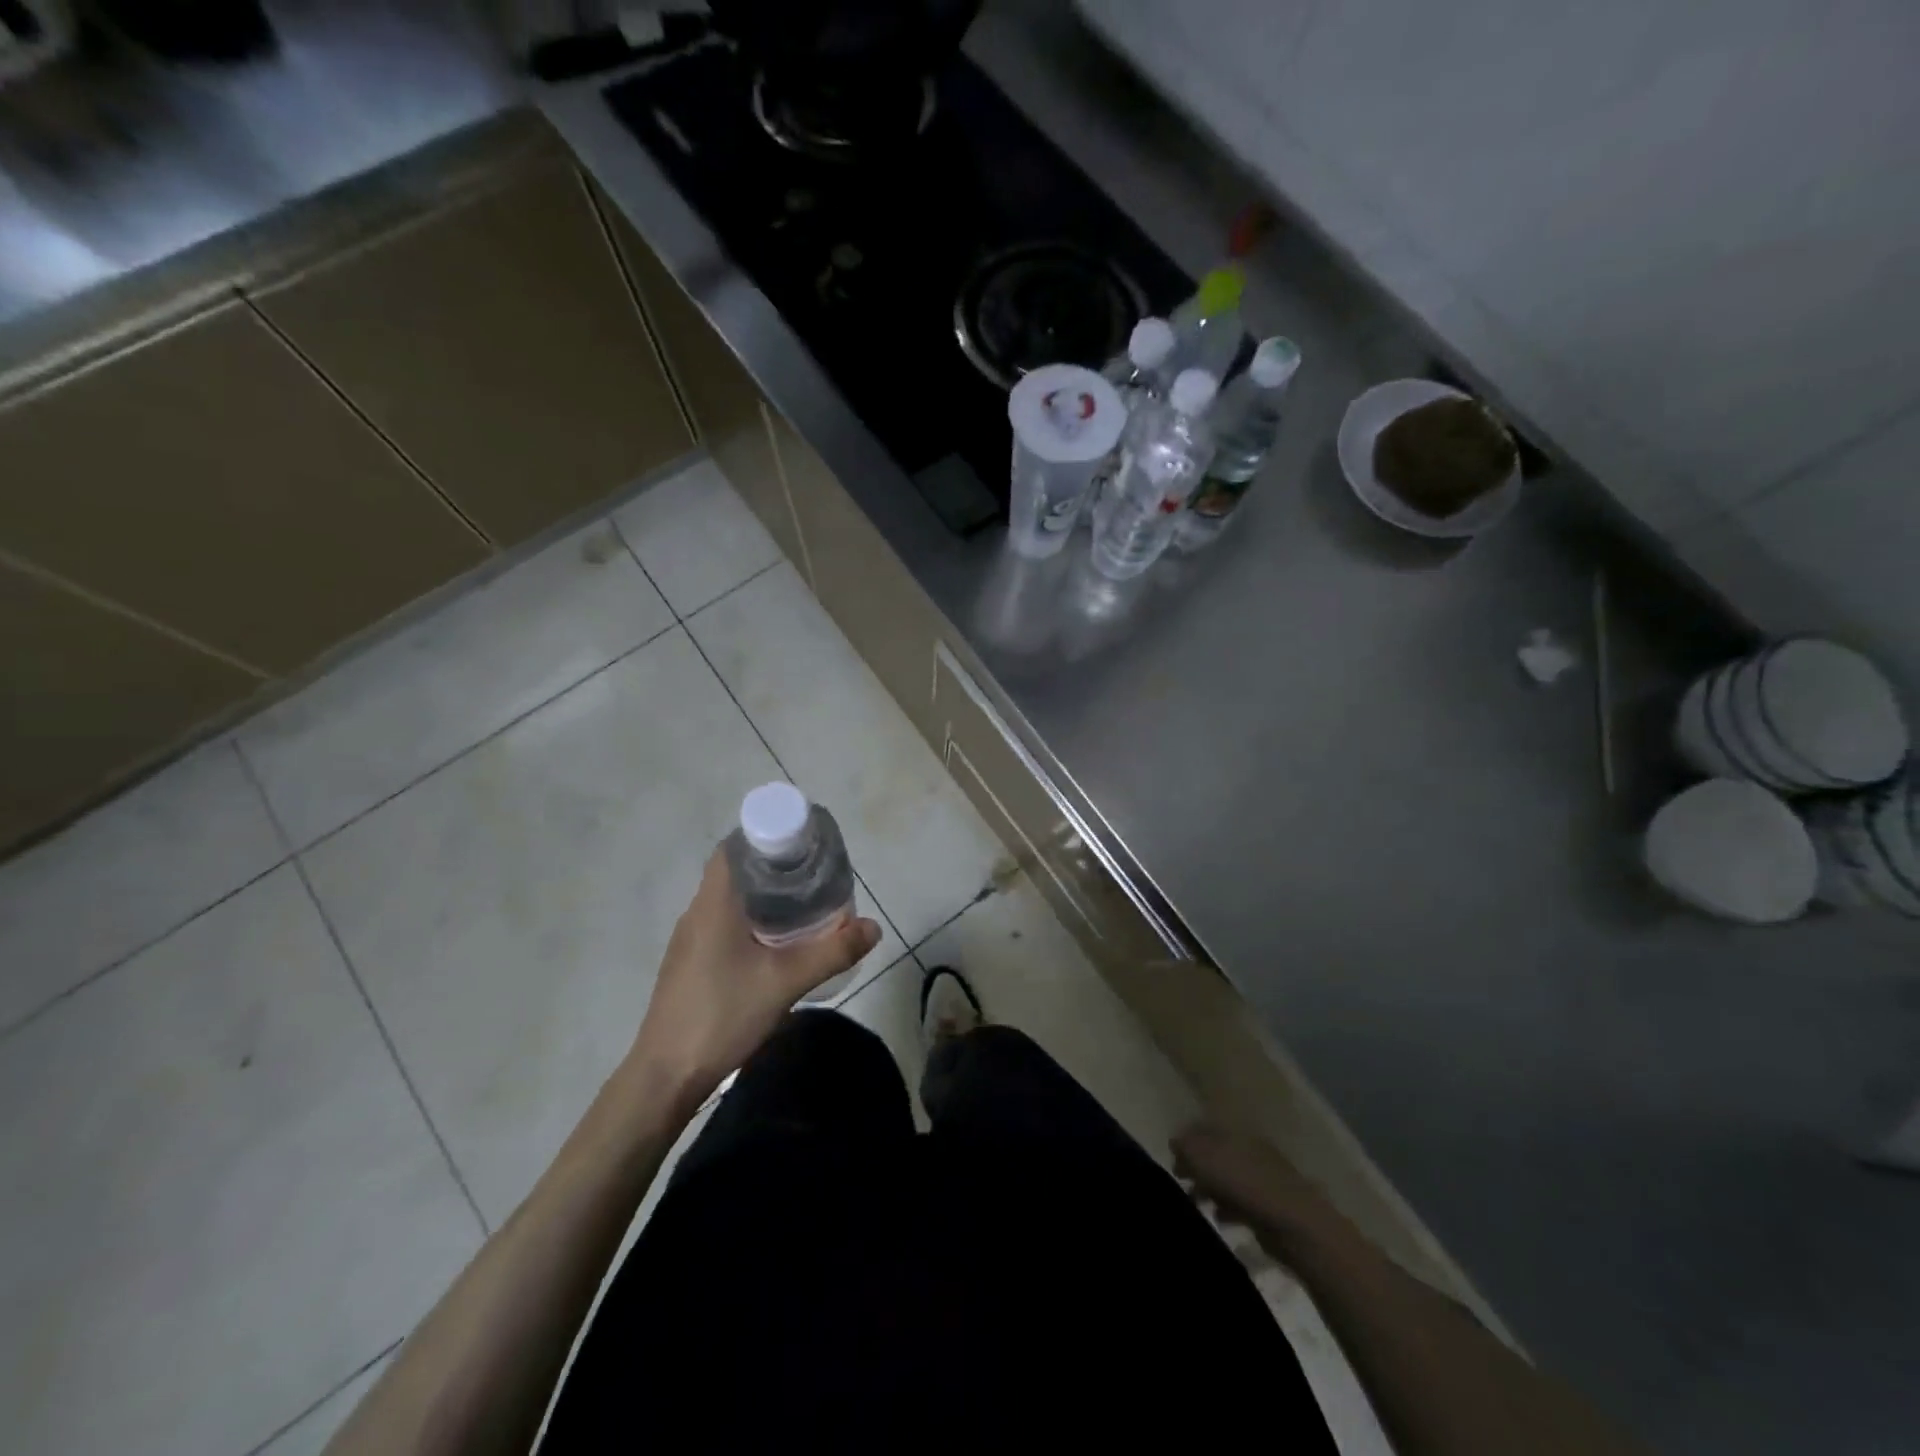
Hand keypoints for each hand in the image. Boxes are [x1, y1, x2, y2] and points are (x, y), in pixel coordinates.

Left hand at [629, 847, 881, 1108]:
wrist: (665, 1076)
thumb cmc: (722, 1015)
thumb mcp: (786, 982)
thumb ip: (832, 952)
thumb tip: (873, 927)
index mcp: (713, 904)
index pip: (733, 848)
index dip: (766, 837)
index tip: (801, 845)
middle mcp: (697, 913)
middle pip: (735, 873)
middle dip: (774, 869)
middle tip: (814, 877)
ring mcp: (689, 941)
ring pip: (729, 902)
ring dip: (763, 898)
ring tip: (803, 907)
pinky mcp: (689, 965)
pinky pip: (723, 926)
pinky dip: (751, 922)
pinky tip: (775, 946)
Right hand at [1172, 1121, 1338, 1248]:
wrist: (1293, 1222)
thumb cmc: (1243, 1182)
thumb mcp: (1203, 1158)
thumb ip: (1185, 1146)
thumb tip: (1175, 1141)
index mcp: (1233, 1131)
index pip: (1203, 1127)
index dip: (1185, 1138)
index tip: (1170, 1156)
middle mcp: (1247, 1147)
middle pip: (1215, 1152)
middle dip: (1196, 1165)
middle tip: (1179, 1179)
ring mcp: (1261, 1175)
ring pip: (1226, 1176)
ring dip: (1209, 1187)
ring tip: (1195, 1202)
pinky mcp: (1269, 1203)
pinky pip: (1240, 1200)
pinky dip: (1227, 1207)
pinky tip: (1219, 1217)